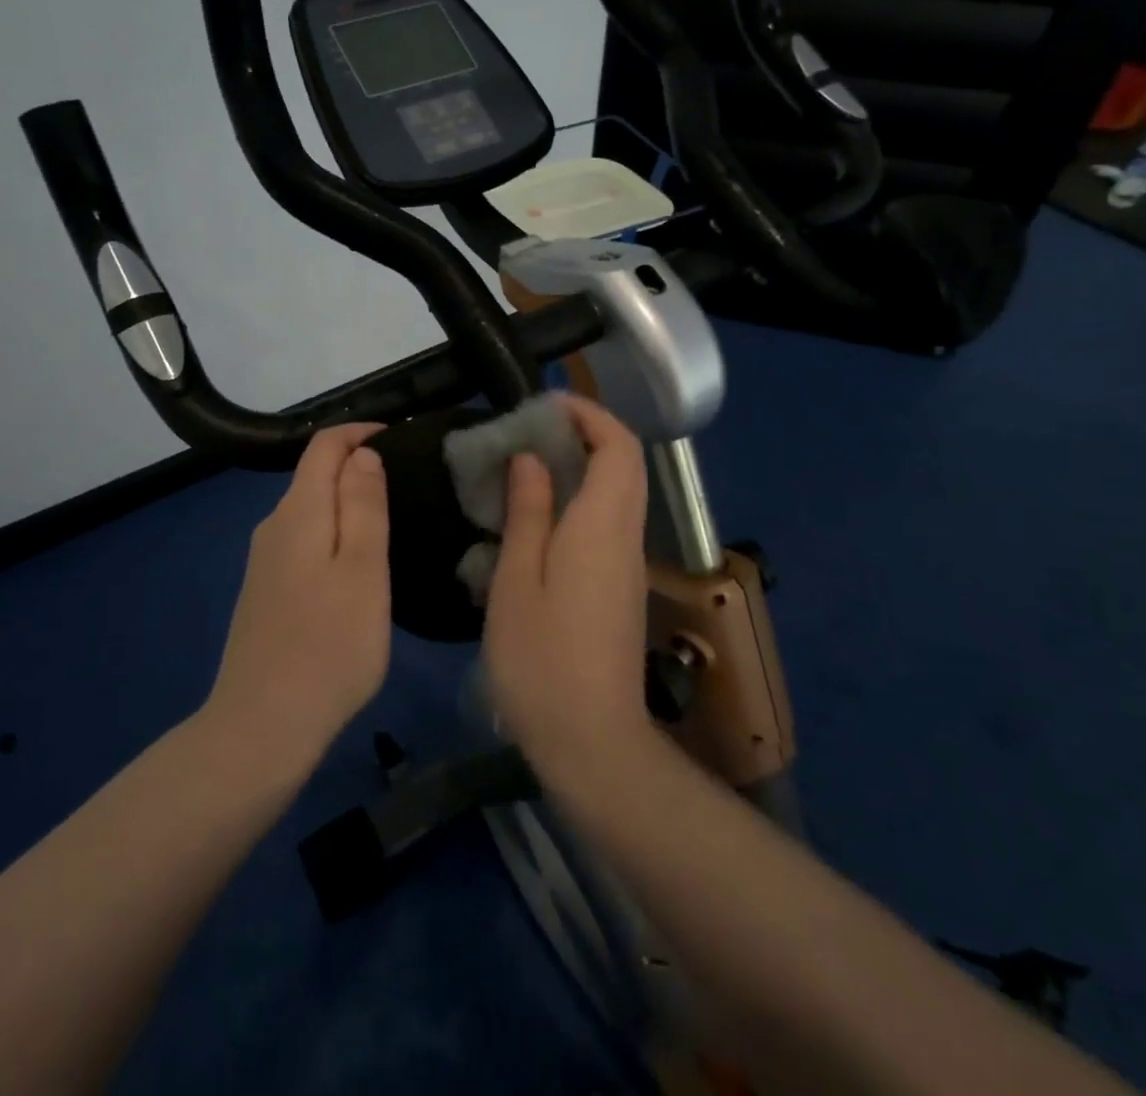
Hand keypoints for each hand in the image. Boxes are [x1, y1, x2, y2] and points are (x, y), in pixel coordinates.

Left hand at [204, 424, 391, 768]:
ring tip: (392, 519)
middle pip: (314, 474)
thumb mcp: (364, 571)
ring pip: (310, 509)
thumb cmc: (328, 647)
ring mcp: (264, 560)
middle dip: (358, 465)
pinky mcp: (265, 590)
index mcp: (299, 512)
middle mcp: (274, 525)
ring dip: (347, 501)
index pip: (324, 445)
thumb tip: (363, 454)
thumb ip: (364, 506)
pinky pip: (303, 539)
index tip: (403, 440)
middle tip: (410, 483)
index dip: (361, 432)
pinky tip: (356, 563)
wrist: (261, 727)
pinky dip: (333, 532)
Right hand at [482, 395, 656, 786]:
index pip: (618, 447)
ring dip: (583, 465)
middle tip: (530, 431)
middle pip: (625, 464)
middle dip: (586, 433)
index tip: (546, 404)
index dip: (589, 414)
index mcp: (602, 525)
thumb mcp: (517, 579)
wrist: (591, 740)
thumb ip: (527, 512)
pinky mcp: (620, 588)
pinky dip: (582, 499)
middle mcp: (626, 536)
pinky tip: (538, 517)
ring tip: (527, 465)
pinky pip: (609, 522)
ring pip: (619, 493)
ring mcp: (628, 565)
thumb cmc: (542, 658)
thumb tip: (531, 458)